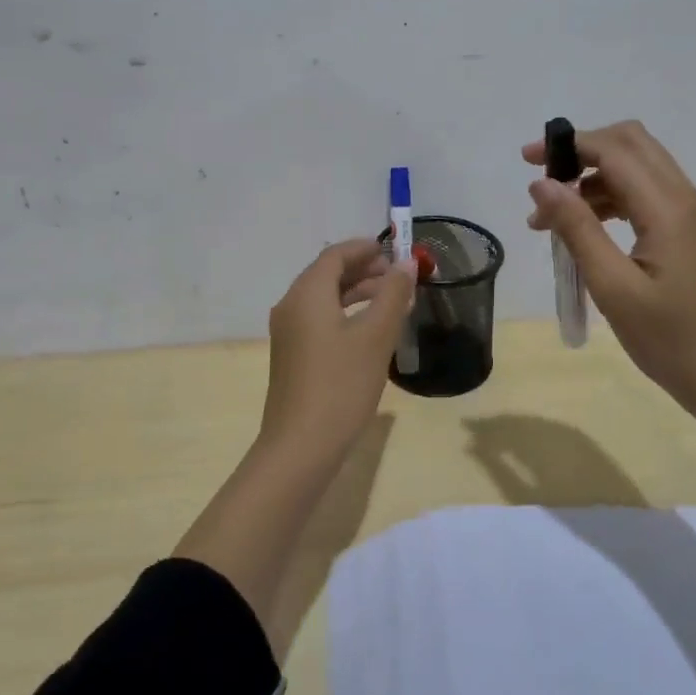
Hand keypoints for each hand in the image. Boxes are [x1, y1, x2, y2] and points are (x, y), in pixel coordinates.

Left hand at [262, 238, 417, 446]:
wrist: (301, 446)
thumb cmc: (341, 384)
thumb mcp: (376, 336)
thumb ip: (393, 294)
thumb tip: (406, 263)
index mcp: (307, 294)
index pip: (335, 255)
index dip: (365, 248)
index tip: (395, 249)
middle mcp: (291, 306)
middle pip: (328, 274)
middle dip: (364, 270)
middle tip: (400, 276)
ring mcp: (289, 333)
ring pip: (325, 299)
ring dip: (358, 293)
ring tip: (394, 301)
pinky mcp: (292, 356)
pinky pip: (320, 320)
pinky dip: (347, 314)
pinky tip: (372, 332)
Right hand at [522, 120, 695, 421]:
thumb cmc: (670, 339)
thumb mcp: (613, 286)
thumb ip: (577, 229)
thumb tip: (542, 183)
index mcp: (667, 207)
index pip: (614, 149)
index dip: (568, 146)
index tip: (527, 162)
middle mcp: (682, 198)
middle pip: (631, 144)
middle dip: (582, 151)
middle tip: (543, 180)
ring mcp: (689, 215)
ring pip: (637, 169)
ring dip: (592, 179)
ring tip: (550, 221)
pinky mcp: (687, 233)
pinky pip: (645, 195)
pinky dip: (609, 199)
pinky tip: (584, 231)